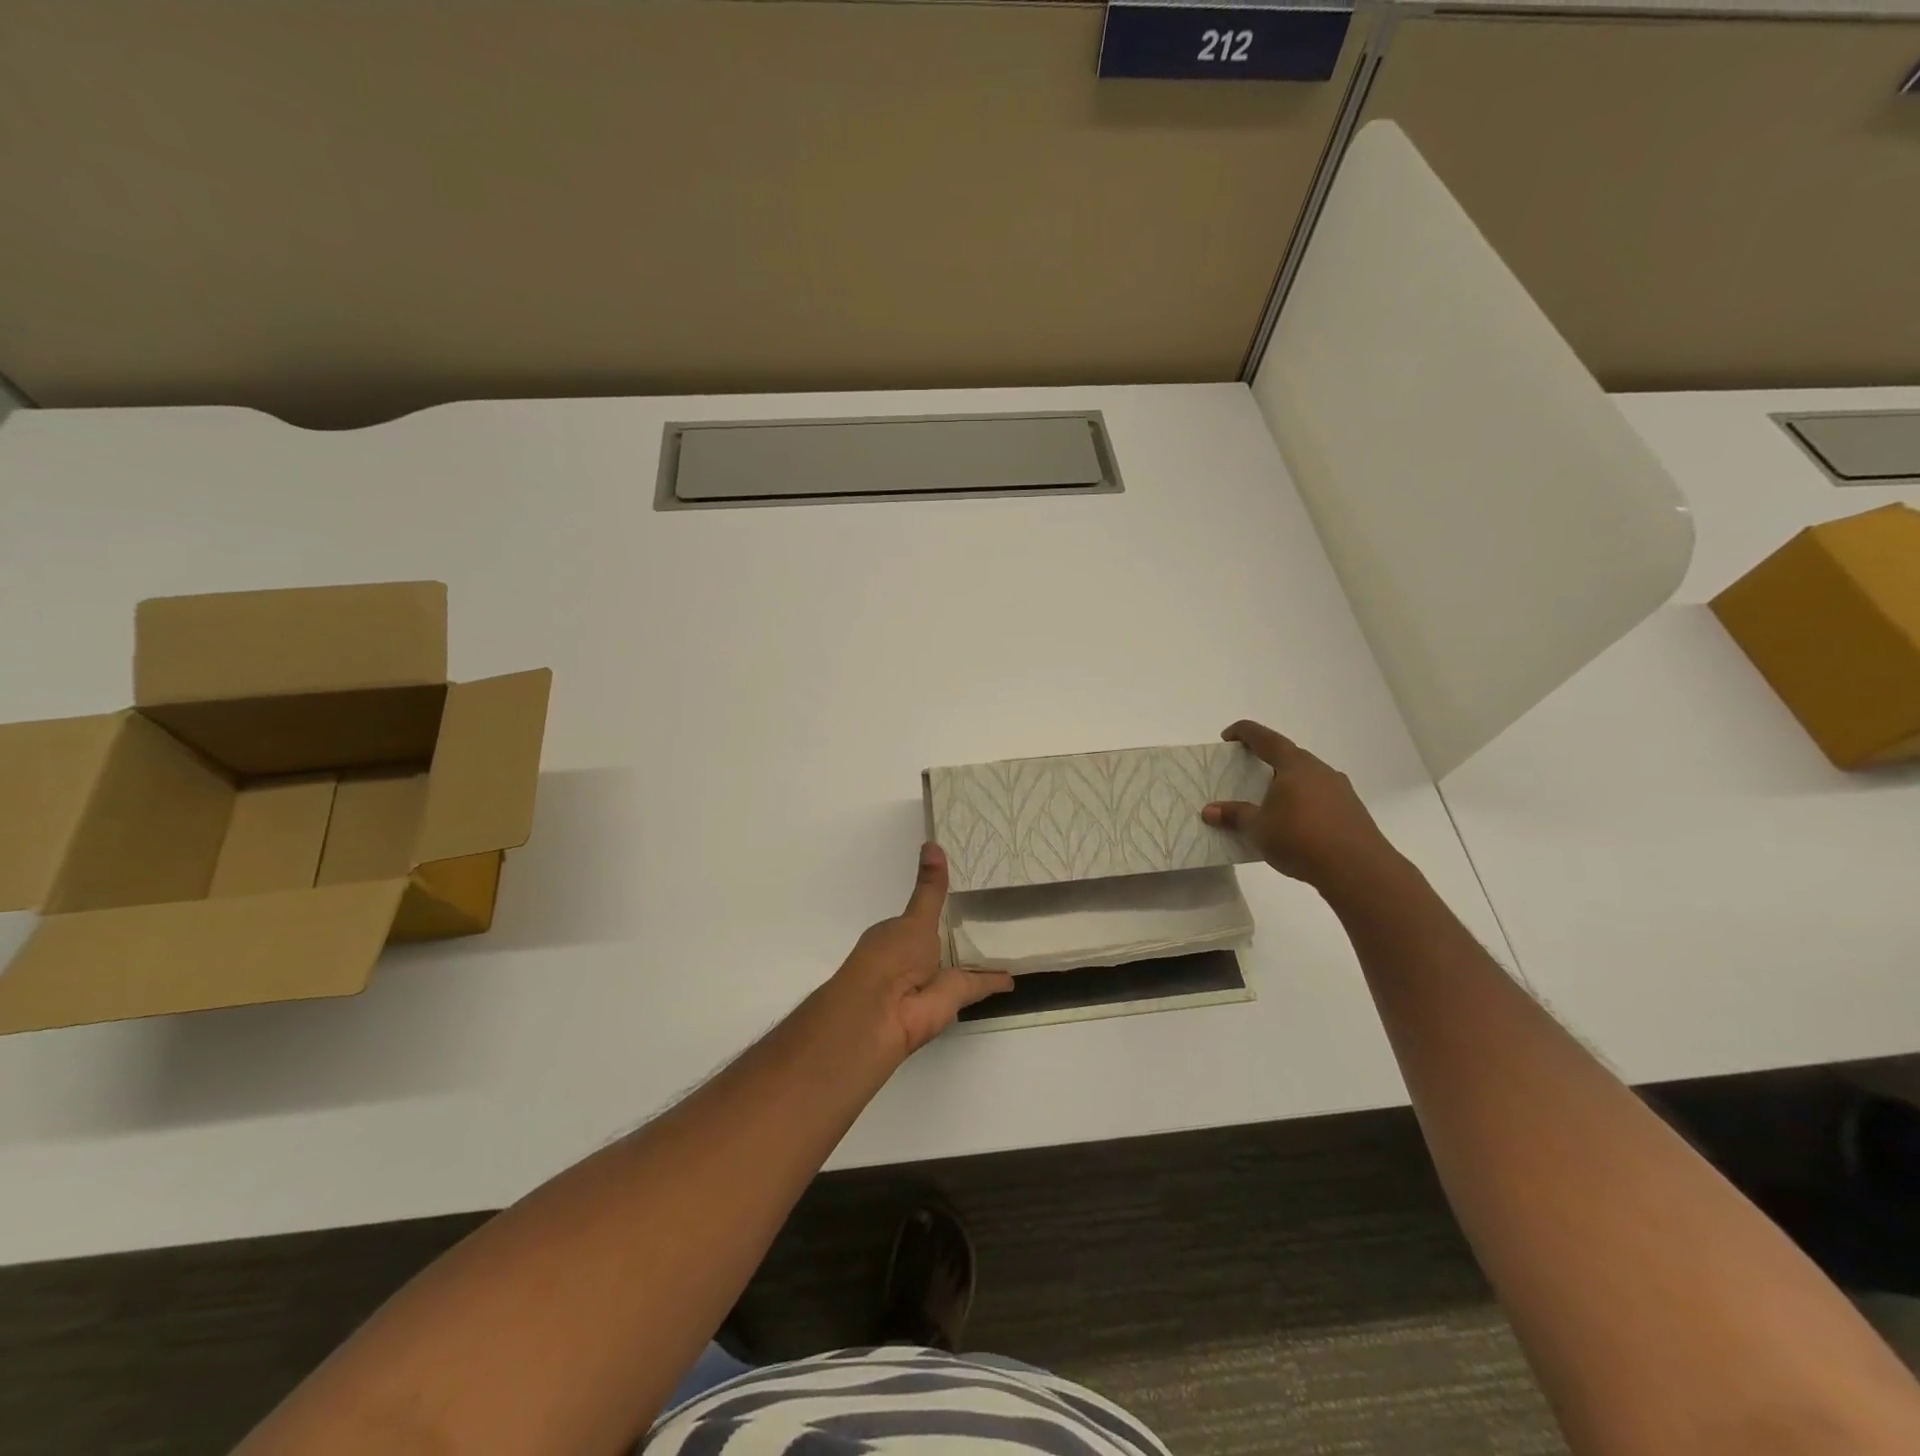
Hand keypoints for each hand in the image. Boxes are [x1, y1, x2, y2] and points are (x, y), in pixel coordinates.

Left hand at [824, 843, 1013, 1062]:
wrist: (884, 1014)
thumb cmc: (890, 958)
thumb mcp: (915, 919)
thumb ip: (930, 889)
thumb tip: (932, 843)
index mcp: (897, 935)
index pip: (921, 914)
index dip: (937, 903)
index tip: (963, 888)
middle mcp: (914, 957)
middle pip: (943, 940)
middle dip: (961, 931)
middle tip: (993, 909)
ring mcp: (935, 979)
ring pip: (960, 963)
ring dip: (978, 957)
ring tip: (1007, 937)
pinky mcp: (955, 998)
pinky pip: (978, 984)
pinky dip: (994, 980)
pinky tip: (1012, 974)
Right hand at [1202, 720, 1401, 892]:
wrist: (1359, 870)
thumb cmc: (1301, 840)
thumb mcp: (1258, 829)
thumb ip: (1234, 815)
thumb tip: (1209, 811)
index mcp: (1295, 765)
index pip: (1266, 738)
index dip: (1245, 733)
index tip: (1228, 736)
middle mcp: (1320, 770)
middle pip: (1289, 756)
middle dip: (1267, 760)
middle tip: (1247, 772)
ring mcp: (1340, 789)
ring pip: (1307, 777)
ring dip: (1287, 783)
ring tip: (1269, 801)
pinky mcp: (1352, 810)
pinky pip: (1320, 796)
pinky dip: (1302, 801)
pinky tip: (1294, 823)